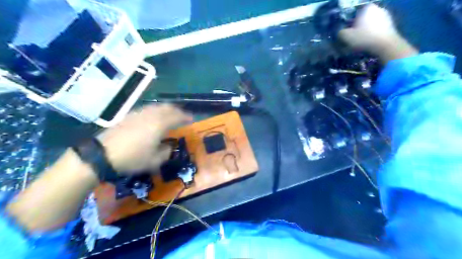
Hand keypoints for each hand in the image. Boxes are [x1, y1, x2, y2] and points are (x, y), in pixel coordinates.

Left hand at [97, 104, 191, 174]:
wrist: (101, 155)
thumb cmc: (132, 158)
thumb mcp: (154, 161)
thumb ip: (166, 152)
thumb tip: (168, 146)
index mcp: (160, 124)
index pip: (177, 116)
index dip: (186, 117)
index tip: (192, 119)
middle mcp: (151, 115)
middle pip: (167, 107)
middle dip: (177, 110)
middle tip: (182, 116)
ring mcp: (138, 113)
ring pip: (156, 106)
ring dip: (166, 109)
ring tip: (169, 115)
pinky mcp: (128, 115)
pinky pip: (147, 109)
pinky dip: (155, 110)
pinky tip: (152, 117)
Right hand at [339, 3, 417, 62]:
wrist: (385, 46)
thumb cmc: (364, 38)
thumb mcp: (346, 36)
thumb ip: (340, 32)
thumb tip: (341, 32)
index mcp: (367, 8)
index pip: (354, 13)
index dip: (348, 23)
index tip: (346, 32)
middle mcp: (378, 8)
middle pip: (363, 19)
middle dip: (357, 27)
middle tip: (352, 38)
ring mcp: (386, 16)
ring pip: (370, 24)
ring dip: (365, 32)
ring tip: (359, 43)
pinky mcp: (391, 25)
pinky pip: (377, 30)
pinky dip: (372, 35)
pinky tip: (368, 43)